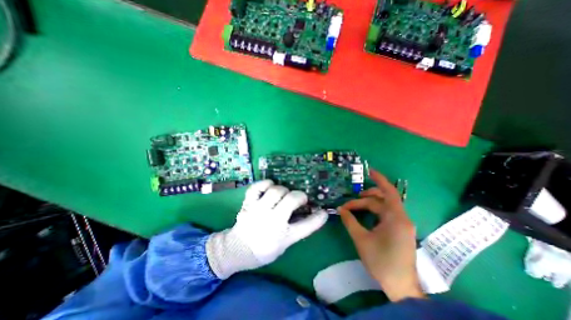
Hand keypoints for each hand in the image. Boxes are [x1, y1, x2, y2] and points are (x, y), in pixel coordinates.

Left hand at [208, 181, 327, 278]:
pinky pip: (256, 187)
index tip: (323, 211)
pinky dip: (265, 184)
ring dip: (284, 189)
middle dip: (300, 196)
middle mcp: (272, 221)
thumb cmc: (263, 250)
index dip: (318, 218)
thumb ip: (296, 229)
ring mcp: (258, 210)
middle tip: (300, 198)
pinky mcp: (248, 203)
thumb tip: (307, 213)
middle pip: (291, 200)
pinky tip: (270, 186)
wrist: (236, 250)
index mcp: (283, 236)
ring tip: (284, 193)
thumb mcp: (283, 245)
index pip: (306, 226)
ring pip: (276, 191)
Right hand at [339, 170, 423, 301]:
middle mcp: (401, 218)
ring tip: (354, 208)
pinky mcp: (400, 230)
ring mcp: (402, 224)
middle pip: (382, 200)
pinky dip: (374, 212)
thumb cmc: (381, 262)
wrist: (401, 287)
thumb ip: (350, 221)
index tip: (369, 171)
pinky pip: (385, 214)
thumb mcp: (361, 239)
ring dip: (368, 205)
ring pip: (383, 207)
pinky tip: (364, 216)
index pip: (389, 192)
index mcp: (395, 218)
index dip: (379, 179)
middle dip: (365, 198)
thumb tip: (340, 209)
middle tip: (350, 203)